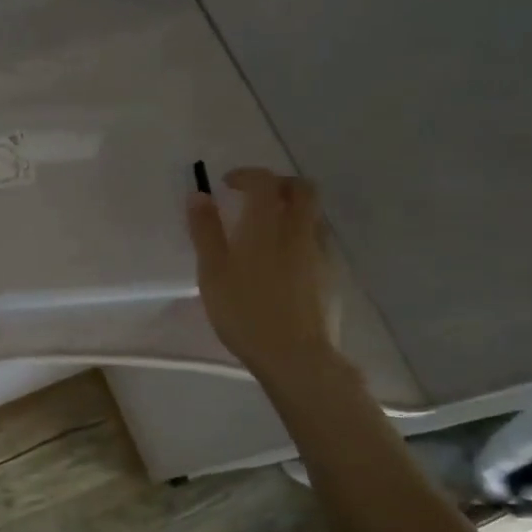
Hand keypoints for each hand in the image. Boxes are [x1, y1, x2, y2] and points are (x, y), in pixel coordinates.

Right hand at [187, 169, 339, 372]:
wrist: (296, 356)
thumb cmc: (245, 312)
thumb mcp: (212, 272)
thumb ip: (205, 231)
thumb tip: (198, 195)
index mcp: (268, 224)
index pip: (264, 181)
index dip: (246, 175)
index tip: (227, 184)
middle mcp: (300, 230)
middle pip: (302, 189)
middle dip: (278, 184)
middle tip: (255, 198)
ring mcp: (322, 252)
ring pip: (314, 215)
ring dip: (293, 210)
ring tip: (269, 232)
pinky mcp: (333, 275)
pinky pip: (319, 241)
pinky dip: (301, 237)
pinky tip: (285, 263)